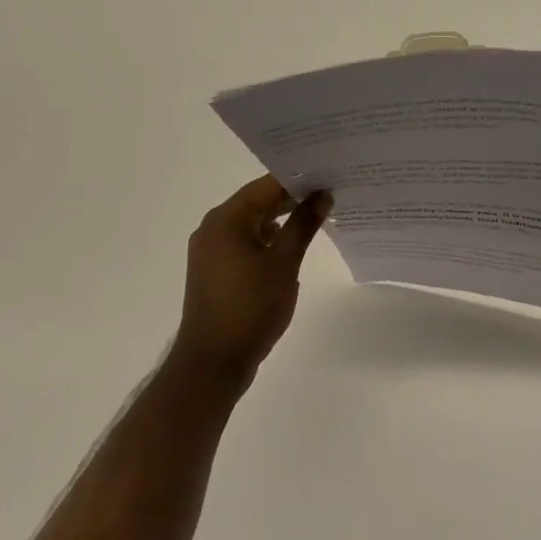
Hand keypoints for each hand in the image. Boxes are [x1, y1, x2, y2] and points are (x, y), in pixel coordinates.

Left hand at [174, 176, 331, 385]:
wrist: (212, 363)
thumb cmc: (250, 308)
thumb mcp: (285, 263)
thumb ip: (303, 225)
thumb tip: (323, 195)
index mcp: (226, 219)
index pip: (266, 185)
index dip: (298, 179)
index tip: (328, 176)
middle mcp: (213, 227)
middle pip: (258, 201)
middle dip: (292, 199)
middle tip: (329, 193)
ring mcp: (211, 250)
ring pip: (252, 223)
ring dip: (281, 220)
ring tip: (317, 216)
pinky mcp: (214, 270)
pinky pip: (244, 242)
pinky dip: (268, 240)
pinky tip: (292, 247)